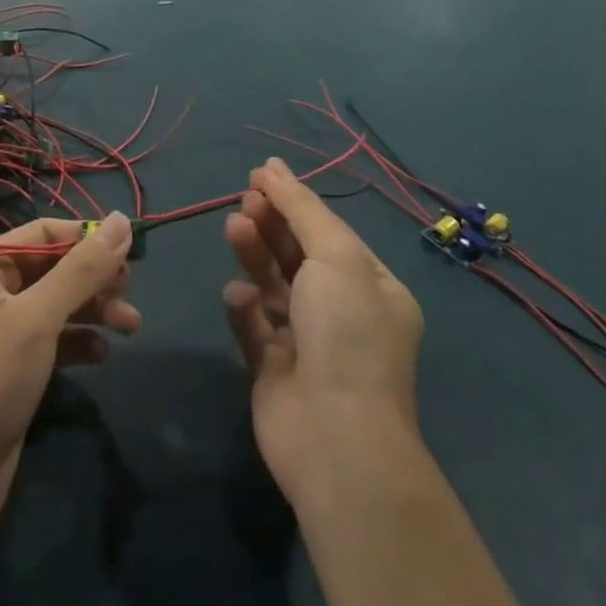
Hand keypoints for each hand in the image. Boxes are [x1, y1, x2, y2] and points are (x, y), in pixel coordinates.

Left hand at [0, 216, 138, 542]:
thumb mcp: (38, 319)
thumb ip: (82, 270)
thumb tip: (123, 219)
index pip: (45, 232)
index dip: (87, 239)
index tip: (130, 254)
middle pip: (54, 268)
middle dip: (95, 279)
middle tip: (129, 295)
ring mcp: (0, 330)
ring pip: (58, 304)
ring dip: (94, 311)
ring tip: (131, 326)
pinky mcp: (12, 367)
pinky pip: (53, 340)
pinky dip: (79, 343)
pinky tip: (102, 356)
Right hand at [223, 159, 424, 505]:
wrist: (335, 438)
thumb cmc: (346, 334)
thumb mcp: (334, 257)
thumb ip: (301, 209)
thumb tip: (272, 167)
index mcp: (371, 287)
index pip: (329, 232)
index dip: (295, 201)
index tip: (260, 176)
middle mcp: (342, 312)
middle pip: (298, 254)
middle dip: (272, 224)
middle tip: (246, 202)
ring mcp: (306, 342)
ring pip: (272, 284)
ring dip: (254, 254)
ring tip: (234, 228)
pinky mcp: (272, 367)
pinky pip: (254, 324)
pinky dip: (246, 306)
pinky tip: (241, 297)